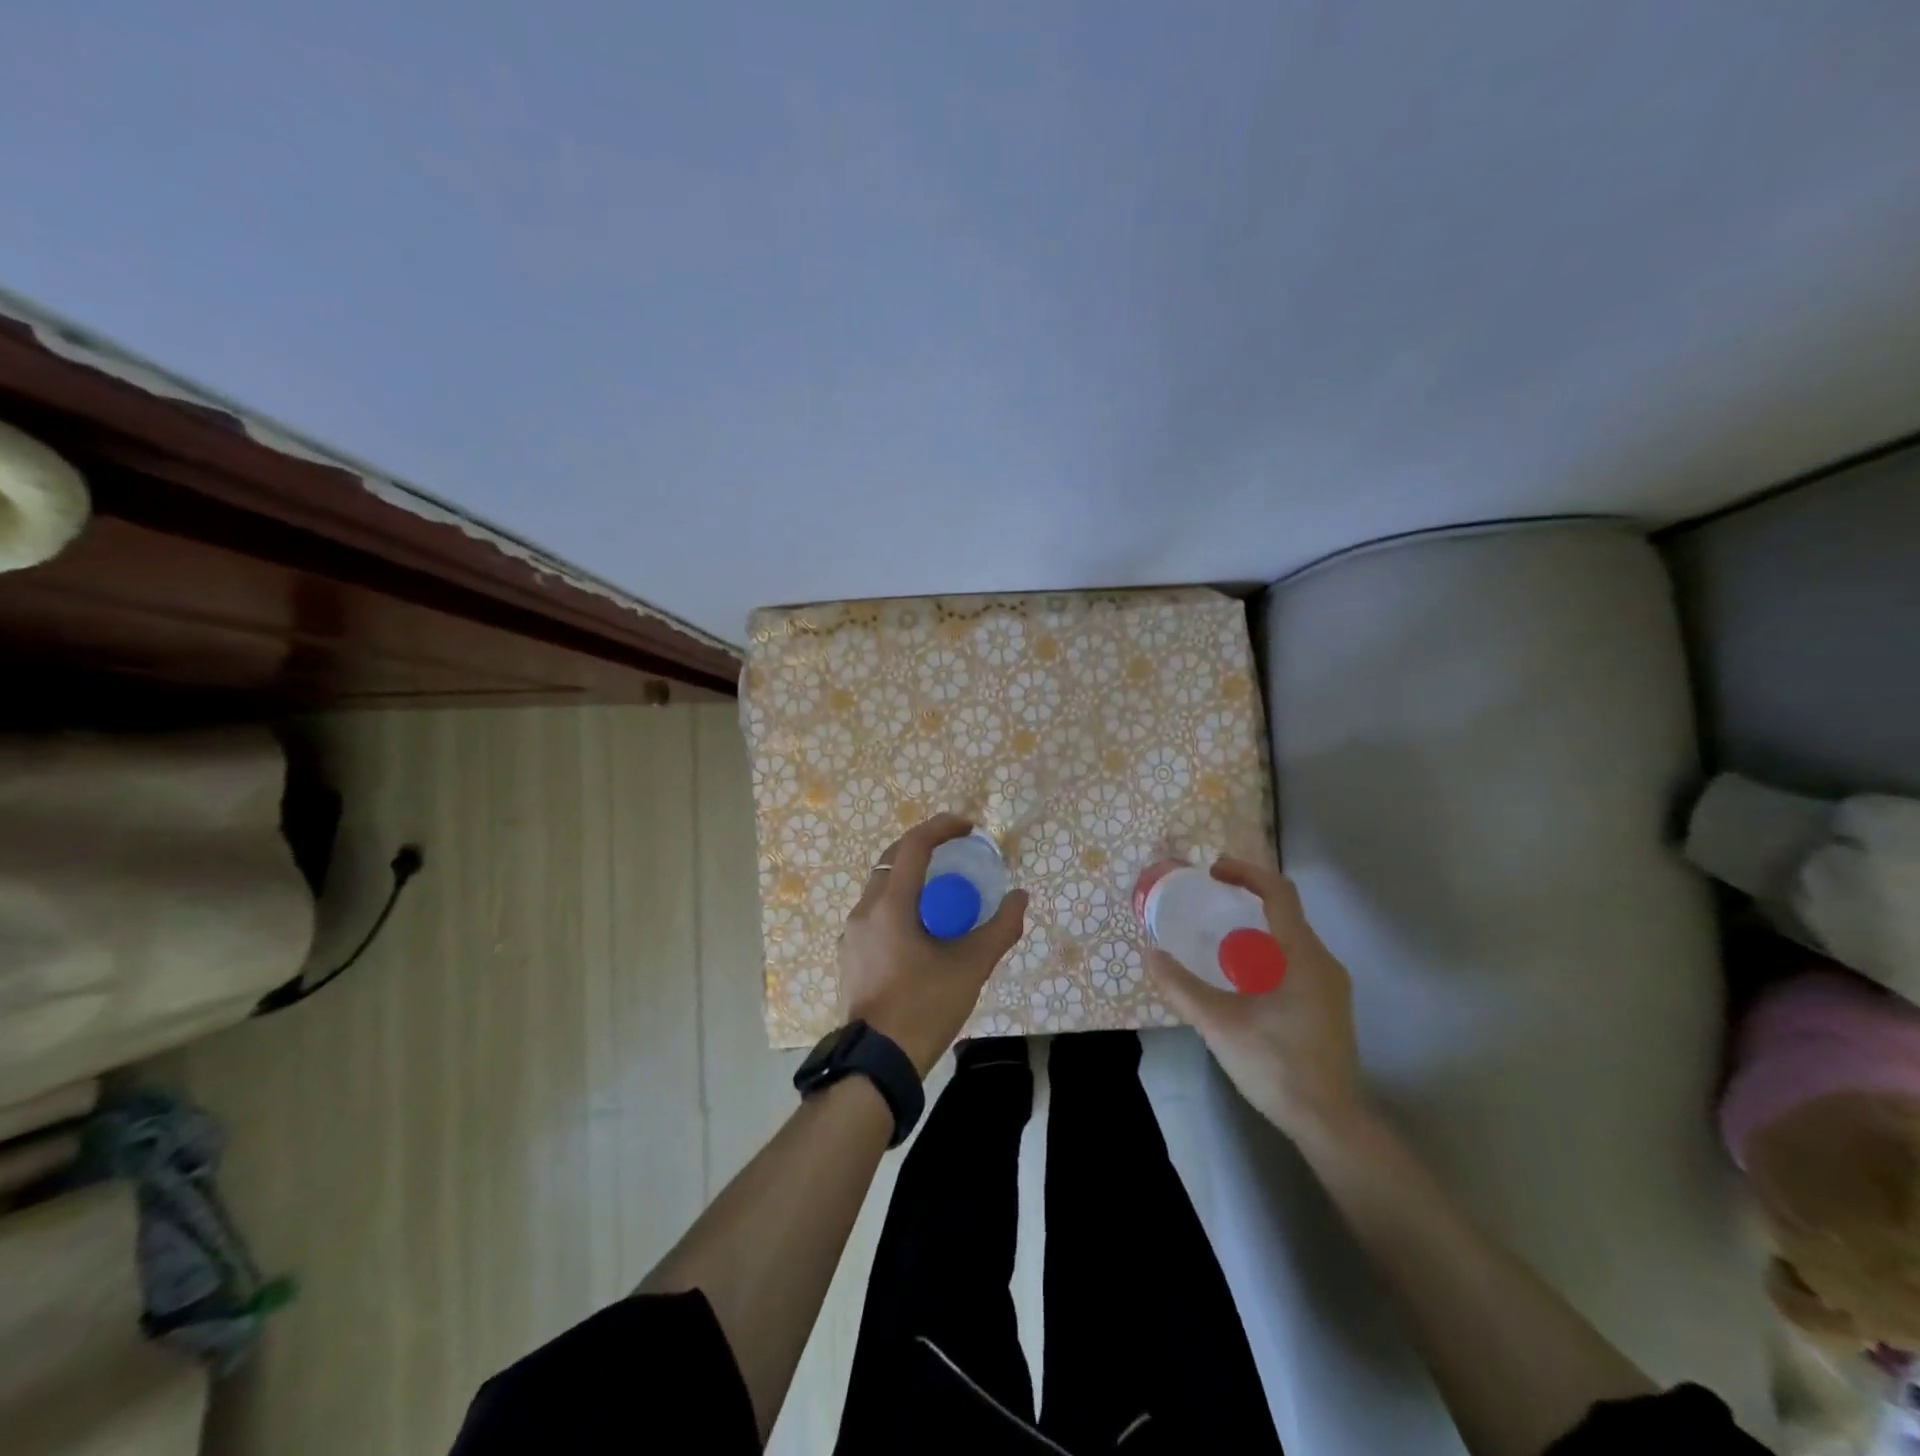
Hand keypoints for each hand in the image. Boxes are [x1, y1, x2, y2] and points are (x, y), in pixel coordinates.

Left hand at [839, 814, 1029, 1077]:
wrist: (877, 1063)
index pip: (912, 846)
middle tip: (957, 851)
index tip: (968, 827)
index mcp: (890, 906)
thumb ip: (1000, 928)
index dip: (941, 828)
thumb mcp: (971, 967)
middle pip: (893, 860)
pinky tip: (922, 925)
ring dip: (912, 876)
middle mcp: (864, 911)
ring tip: (944, 888)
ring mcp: (852, 934)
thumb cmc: (924, 1008)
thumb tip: (1021, 898)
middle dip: (925, 848)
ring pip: (882, 886)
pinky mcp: (851, 955)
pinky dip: (901, 902)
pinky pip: (876, 912)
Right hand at [1145, 857, 1365, 1141]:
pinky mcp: (1328, 1006)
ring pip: (1290, 939)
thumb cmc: (1277, 1065)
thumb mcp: (1219, 1024)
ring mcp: (1330, 986)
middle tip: (1206, 904)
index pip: (1279, 892)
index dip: (1245, 872)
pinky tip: (1240, 979)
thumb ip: (1182, 987)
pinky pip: (1295, 961)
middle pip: (1285, 912)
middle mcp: (1322, 962)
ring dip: (1254, 929)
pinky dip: (1266, 953)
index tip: (1212, 872)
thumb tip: (1151, 954)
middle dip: (1245, 900)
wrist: (1330, 1123)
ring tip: (1217, 940)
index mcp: (1302, 956)